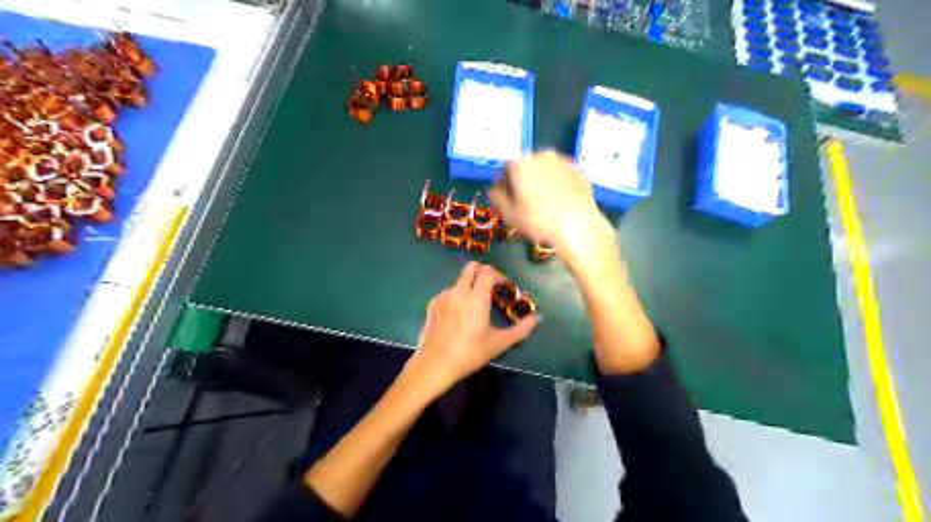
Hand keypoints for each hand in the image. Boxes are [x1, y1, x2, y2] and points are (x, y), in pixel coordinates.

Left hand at [412, 261, 541, 391]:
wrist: (434, 364)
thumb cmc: (469, 353)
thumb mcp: (498, 343)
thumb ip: (521, 329)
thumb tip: (537, 318)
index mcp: (476, 297)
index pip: (487, 271)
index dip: (498, 275)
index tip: (503, 286)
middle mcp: (459, 291)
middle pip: (471, 267)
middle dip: (482, 272)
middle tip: (489, 288)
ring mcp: (443, 296)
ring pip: (459, 281)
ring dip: (468, 286)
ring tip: (473, 307)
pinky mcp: (432, 304)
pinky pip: (448, 293)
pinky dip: (456, 298)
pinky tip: (457, 316)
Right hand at [487, 148, 615, 272]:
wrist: (578, 226)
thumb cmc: (538, 220)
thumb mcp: (509, 214)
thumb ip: (496, 198)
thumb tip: (494, 191)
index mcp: (520, 163)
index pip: (505, 168)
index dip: (503, 183)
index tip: (505, 198)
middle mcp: (541, 156)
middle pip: (526, 166)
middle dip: (523, 181)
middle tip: (523, 202)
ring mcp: (563, 162)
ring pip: (545, 170)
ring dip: (541, 182)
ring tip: (542, 204)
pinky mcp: (580, 171)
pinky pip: (562, 177)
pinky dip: (558, 186)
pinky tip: (559, 203)